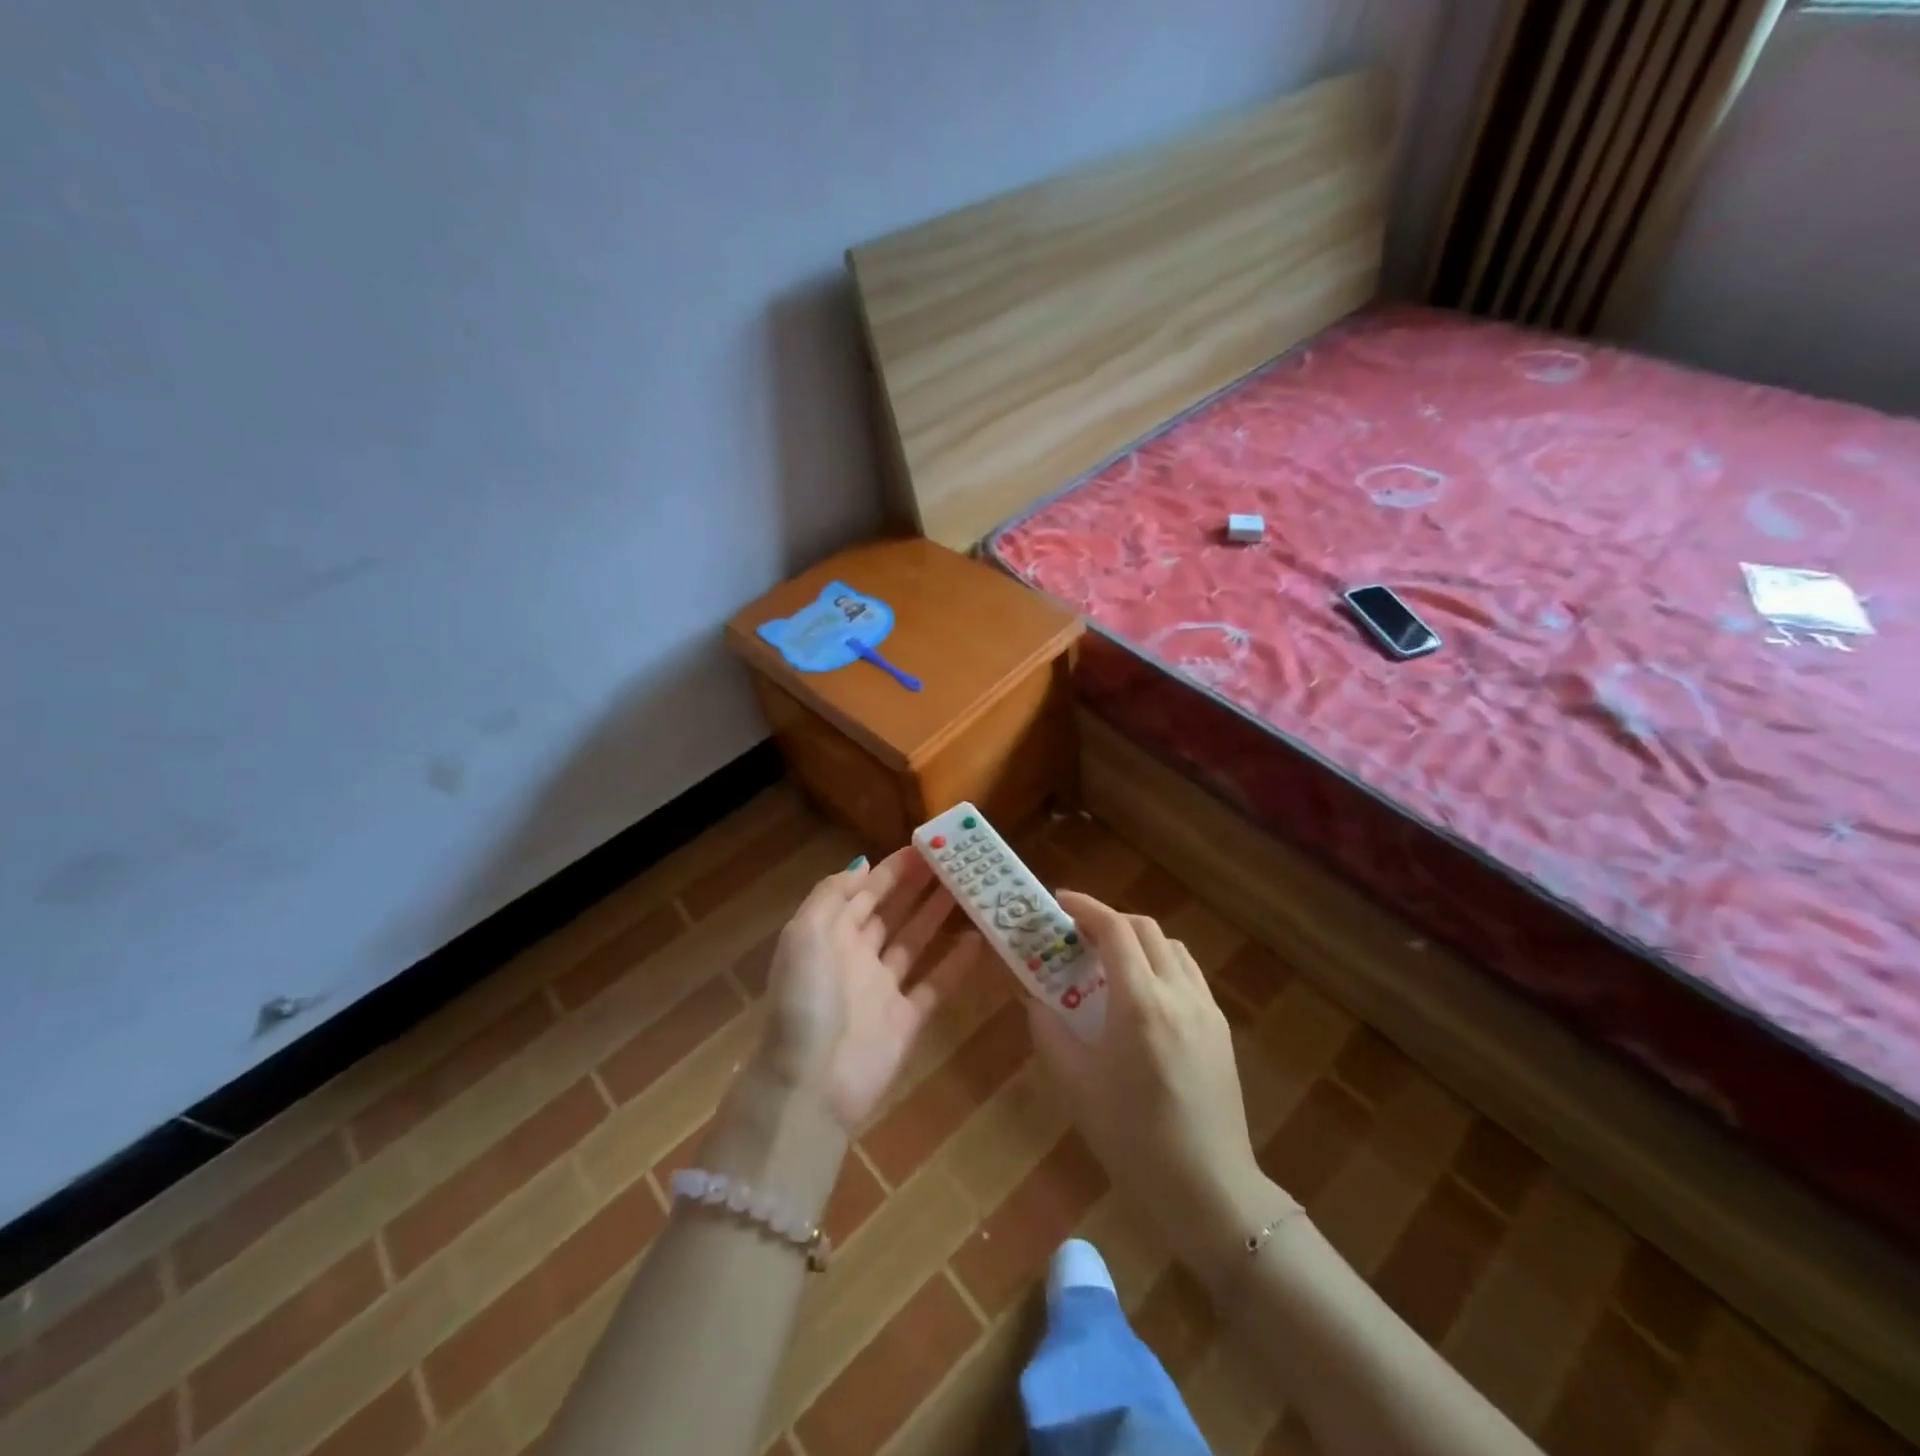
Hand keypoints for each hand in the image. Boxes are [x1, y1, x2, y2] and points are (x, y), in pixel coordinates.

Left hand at [757, 847, 984, 1131]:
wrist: (811, 1084)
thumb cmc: (807, 999)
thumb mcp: (805, 934)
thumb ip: (832, 894)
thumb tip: (862, 863)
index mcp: (830, 936)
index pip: (865, 893)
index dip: (892, 870)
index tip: (924, 847)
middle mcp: (857, 957)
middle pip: (892, 913)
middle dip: (919, 887)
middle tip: (954, 862)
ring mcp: (883, 989)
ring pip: (915, 942)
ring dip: (938, 916)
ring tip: (970, 889)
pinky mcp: (907, 1020)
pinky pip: (935, 984)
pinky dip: (956, 963)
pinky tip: (978, 939)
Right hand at [1027, 892, 1293, 1288]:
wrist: (1208, 1187)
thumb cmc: (1132, 1137)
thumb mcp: (1075, 1084)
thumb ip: (1048, 1030)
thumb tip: (1032, 997)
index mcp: (1140, 1003)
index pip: (1114, 930)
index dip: (1086, 908)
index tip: (1060, 902)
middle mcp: (1178, 993)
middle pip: (1145, 929)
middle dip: (1109, 921)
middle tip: (1078, 935)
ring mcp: (1206, 1009)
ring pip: (1172, 948)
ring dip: (1138, 941)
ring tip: (1110, 963)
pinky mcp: (1221, 1029)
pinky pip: (1189, 975)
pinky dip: (1162, 965)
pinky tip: (1144, 997)